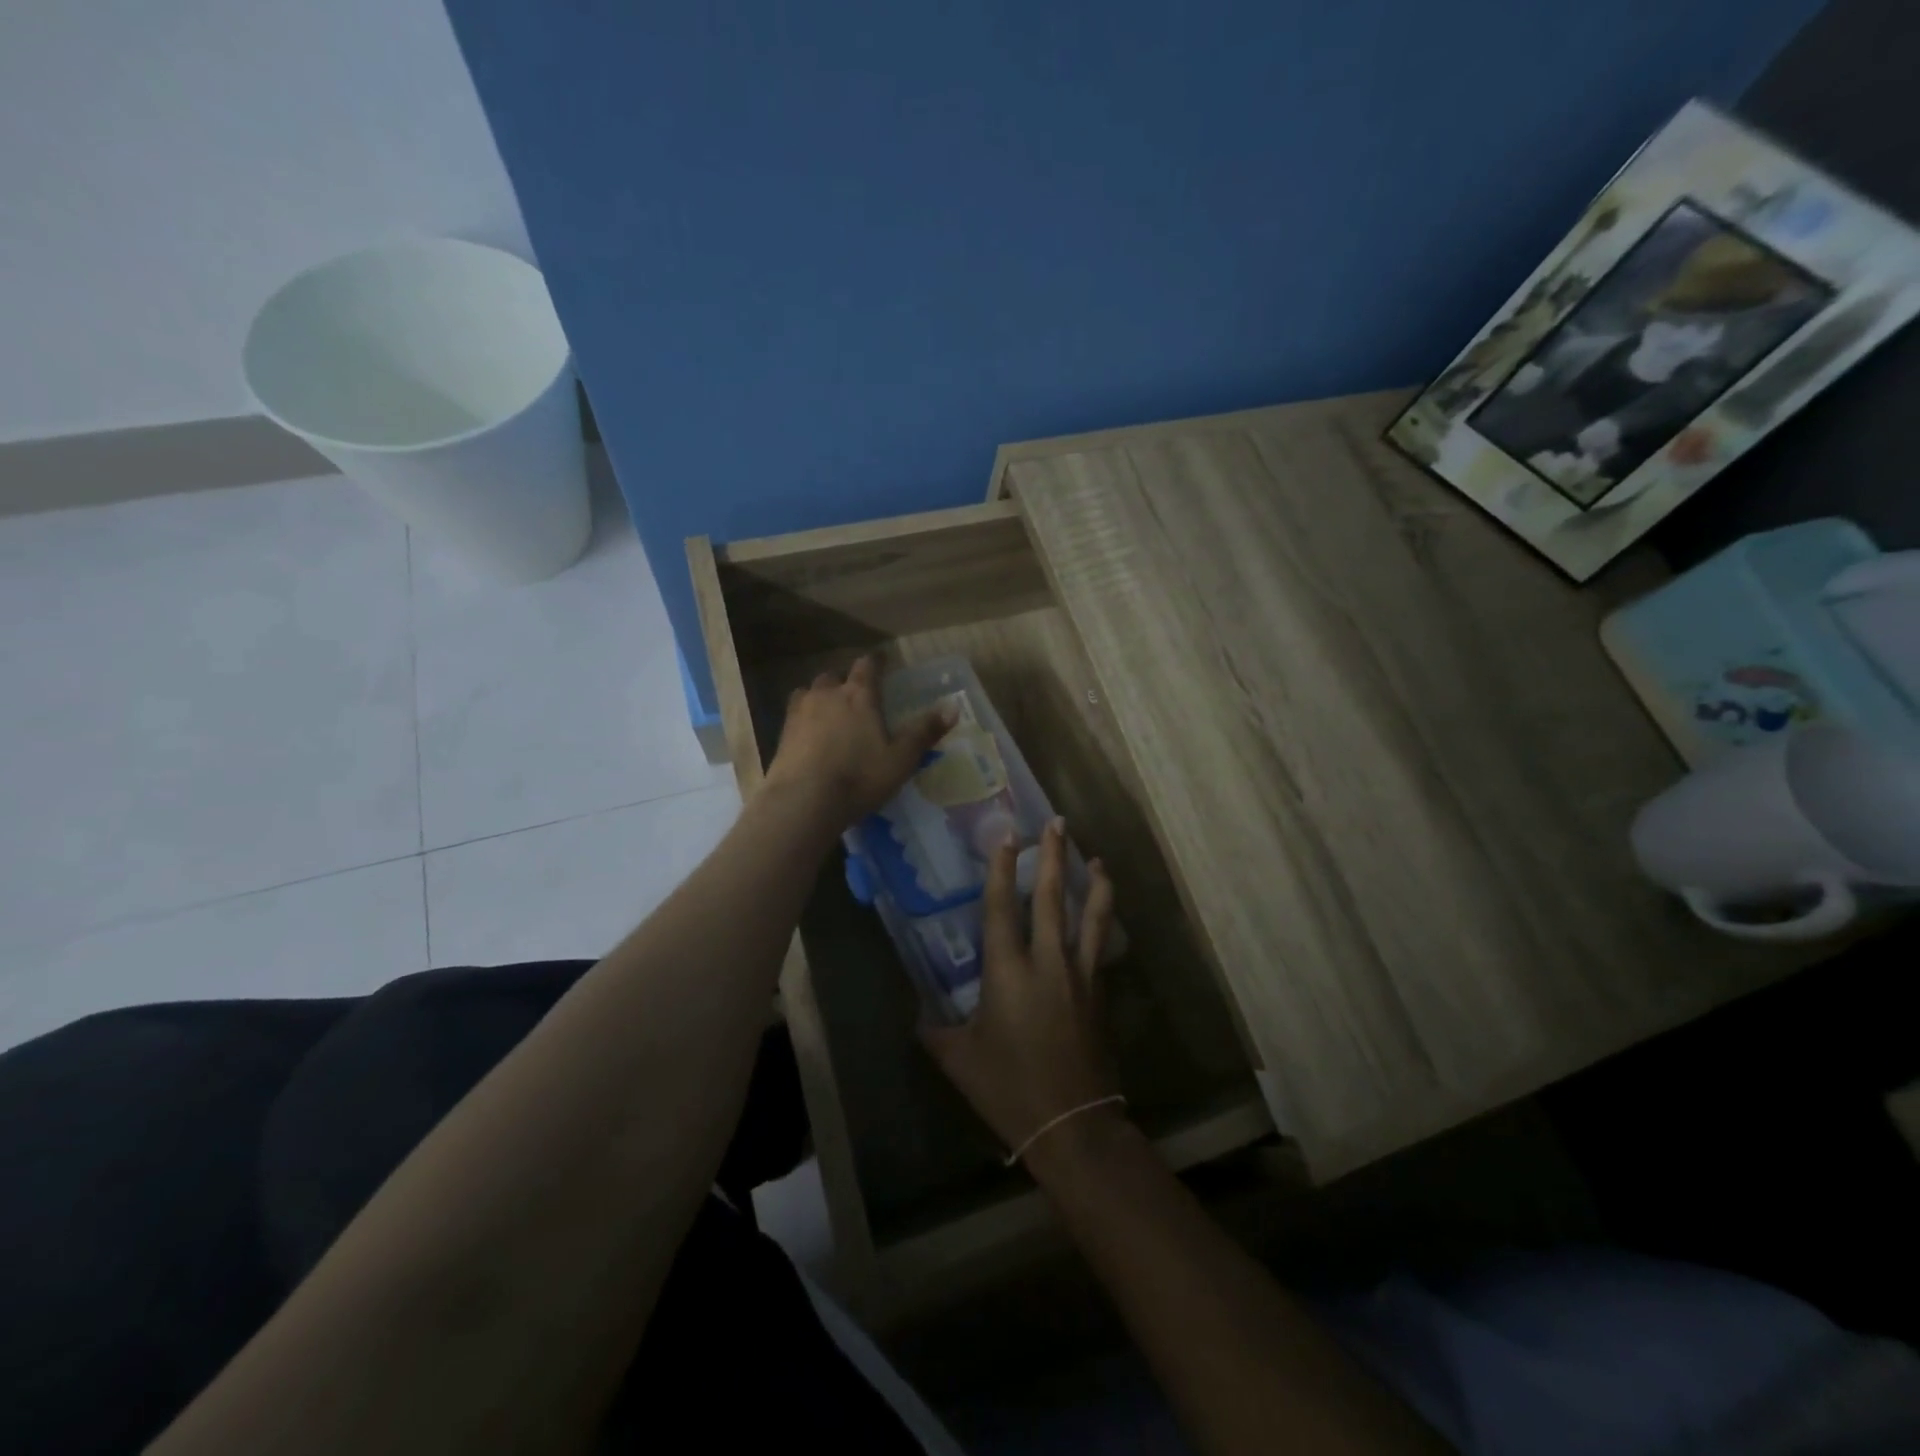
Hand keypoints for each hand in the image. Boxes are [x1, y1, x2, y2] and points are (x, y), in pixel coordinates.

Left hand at [763, 655, 953, 826]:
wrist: (803, 801)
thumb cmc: (859, 777)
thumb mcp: (901, 759)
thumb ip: (924, 732)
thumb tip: (953, 707)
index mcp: (859, 695)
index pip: (868, 666)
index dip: (876, 662)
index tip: (882, 662)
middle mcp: (828, 694)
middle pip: (835, 676)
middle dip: (845, 681)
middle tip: (856, 695)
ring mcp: (800, 712)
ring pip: (810, 692)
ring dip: (821, 697)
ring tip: (830, 712)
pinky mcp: (782, 733)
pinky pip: (794, 714)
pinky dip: (804, 718)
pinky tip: (810, 735)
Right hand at [921, 820, 1119, 1160]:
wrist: (1071, 1124)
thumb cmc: (1008, 1088)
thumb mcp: (958, 1059)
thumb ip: (935, 1030)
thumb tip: (920, 1013)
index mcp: (1007, 972)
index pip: (1003, 907)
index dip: (1003, 868)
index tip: (1008, 835)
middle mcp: (1047, 962)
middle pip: (1052, 897)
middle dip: (1053, 856)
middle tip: (1057, 823)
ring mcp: (1079, 975)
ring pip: (1090, 916)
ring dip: (1093, 882)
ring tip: (1096, 858)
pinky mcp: (1099, 992)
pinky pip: (1099, 945)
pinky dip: (1101, 920)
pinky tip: (1101, 914)